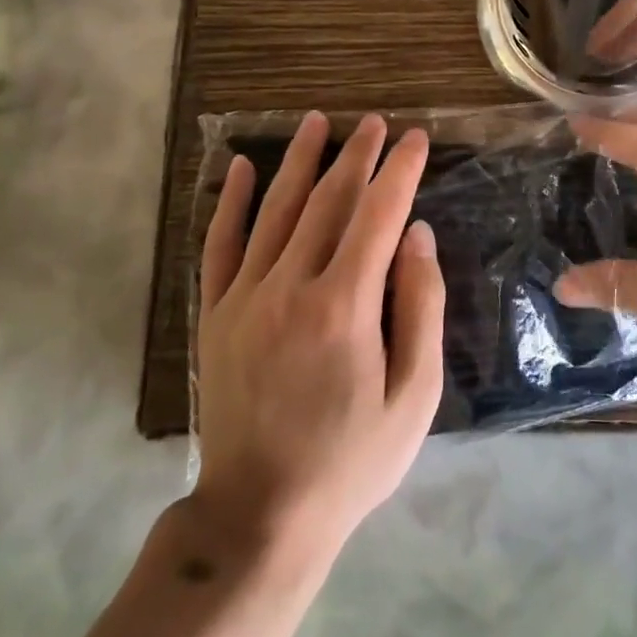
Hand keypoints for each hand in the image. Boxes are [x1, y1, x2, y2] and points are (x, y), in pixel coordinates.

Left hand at [189, 112, 444, 563]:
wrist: (260, 515)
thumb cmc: (352, 459)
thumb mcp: (414, 395)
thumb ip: (420, 307)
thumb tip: (417, 235)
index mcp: (344, 306)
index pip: (378, 215)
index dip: (399, 171)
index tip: (415, 139)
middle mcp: (290, 287)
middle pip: (328, 202)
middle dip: (357, 156)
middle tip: (375, 122)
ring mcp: (245, 297)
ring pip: (275, 209)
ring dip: (299, 161)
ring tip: (317, 121)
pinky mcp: (215, 314)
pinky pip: (220, 244)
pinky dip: (230, 201)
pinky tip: (239, 166)